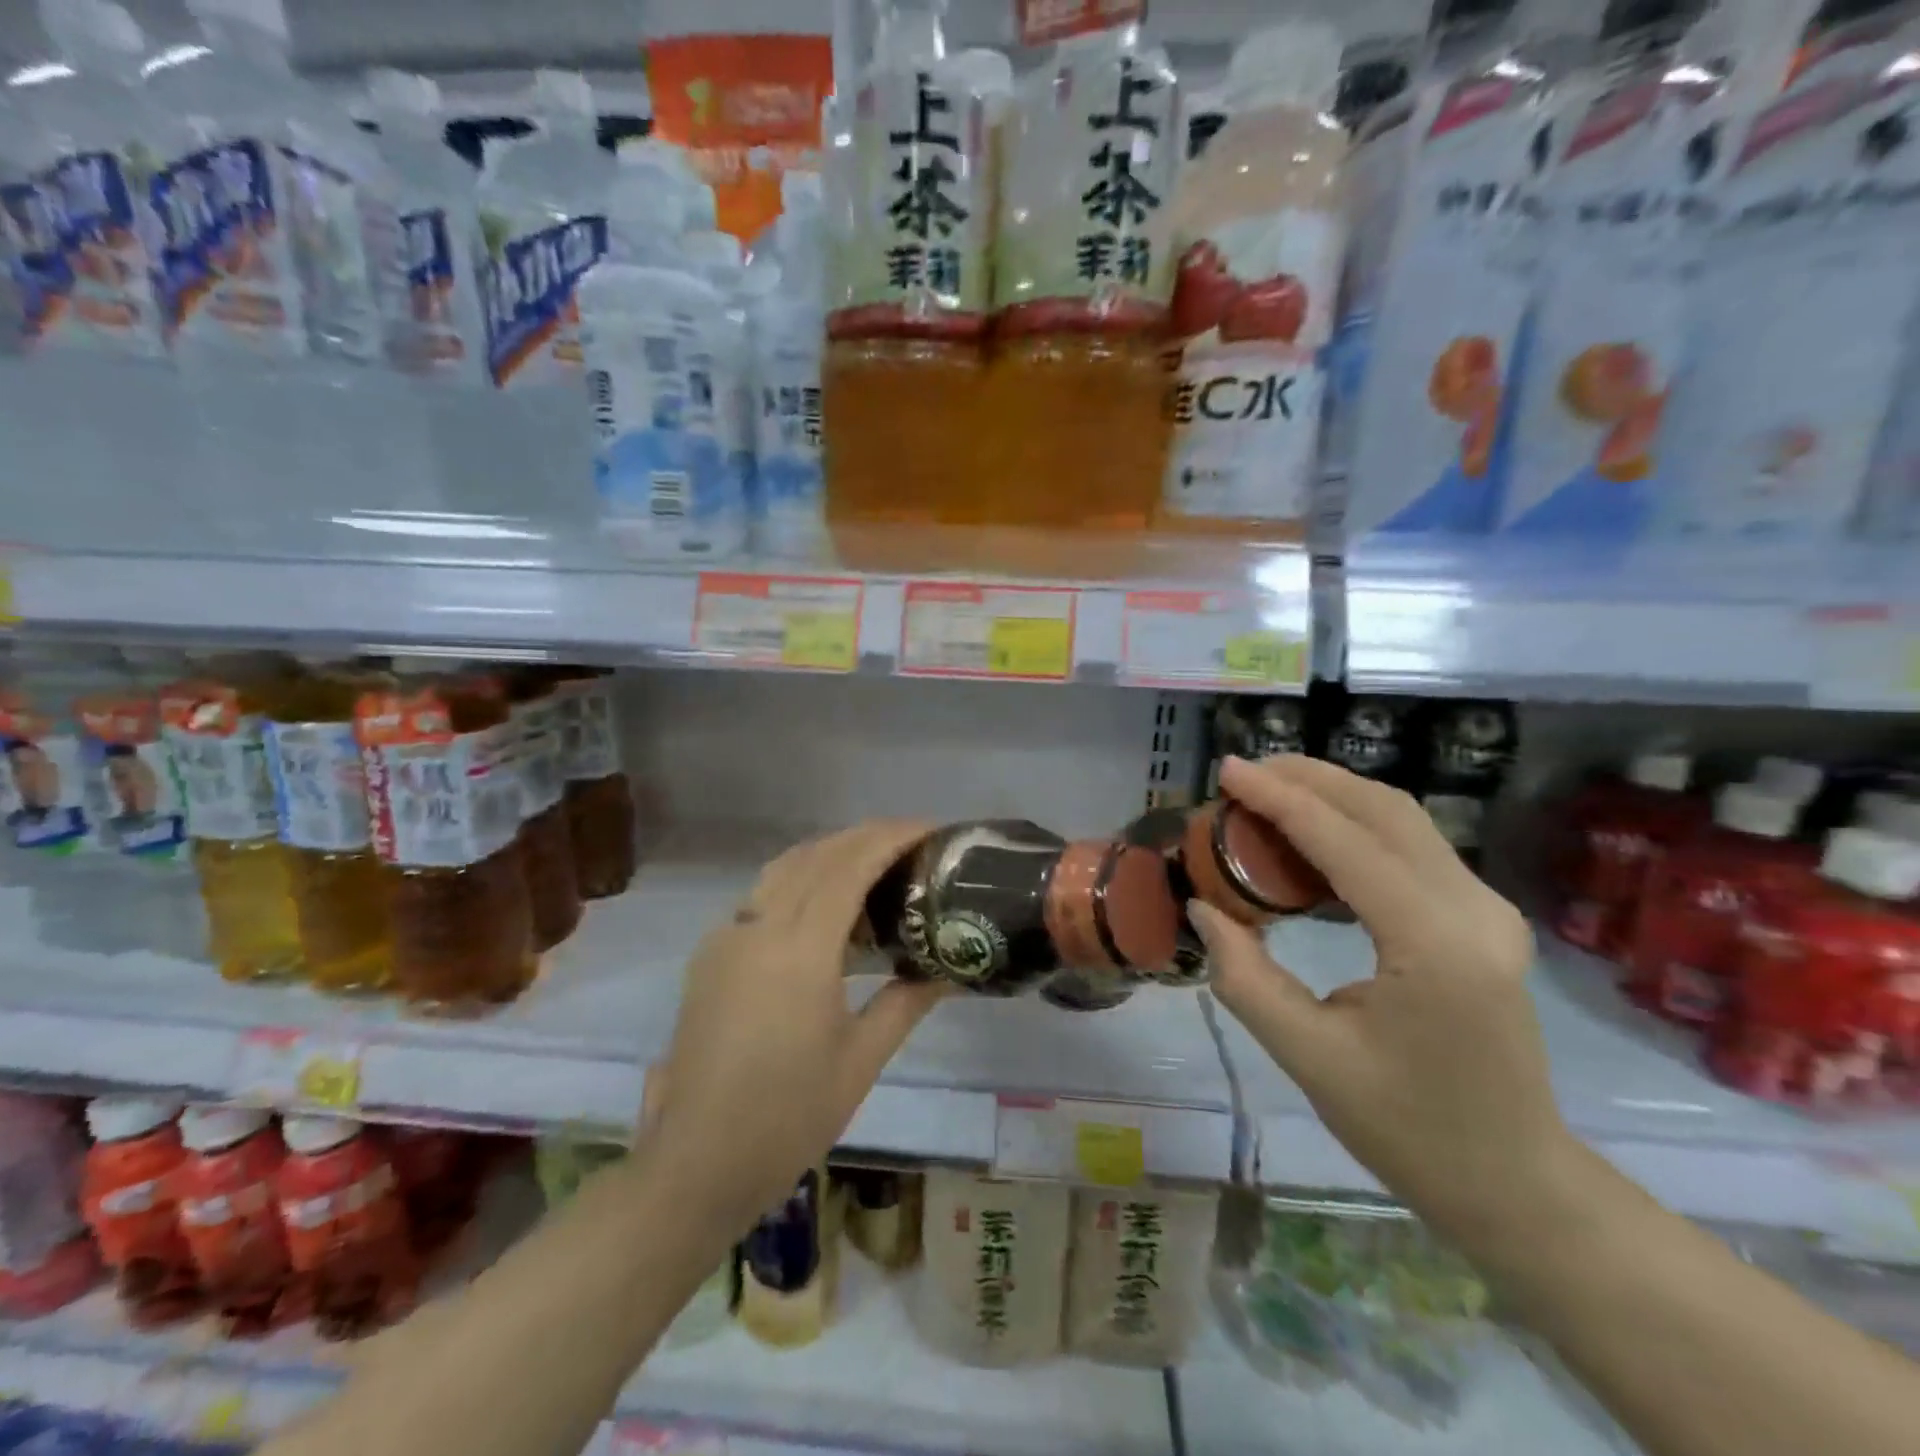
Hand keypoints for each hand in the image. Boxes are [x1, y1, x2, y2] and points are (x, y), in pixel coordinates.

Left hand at [646, 821, 947, 1224]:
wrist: (697, 1162)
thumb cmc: (789, 1116)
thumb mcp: (861, 1060)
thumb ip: (906, 1002)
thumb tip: (949, 970)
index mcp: (800, 951)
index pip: (850, 866)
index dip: (891, 838)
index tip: (930, 829)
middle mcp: (759, 927)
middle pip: (817, 854)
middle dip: (865, 836)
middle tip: (910, 841)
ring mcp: (728, 937)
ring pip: (785, 867)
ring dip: (831, 852)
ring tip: (874, 865)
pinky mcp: (711, 954)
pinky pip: (762, 894)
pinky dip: (801, 879)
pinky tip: (824, 908)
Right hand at [1188, 756, 1577, 1247]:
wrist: (1513, 1181)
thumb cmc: (1407, 1129)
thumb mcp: (1307, 1056)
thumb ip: (1244, 975)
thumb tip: (1202, 905)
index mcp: (1435, 947)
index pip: (1347, 843)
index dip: (1281, 799)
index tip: (1227, 771)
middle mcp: (1474, 912)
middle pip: (1385, 810)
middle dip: (1309, 779)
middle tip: (1243, 774)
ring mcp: (1488, 911)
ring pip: (1403, 819)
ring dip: (1332, 794)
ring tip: (1267, 792)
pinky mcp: (1483, 918)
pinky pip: (1412, 846)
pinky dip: (1355, 824)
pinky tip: (1310, 834)